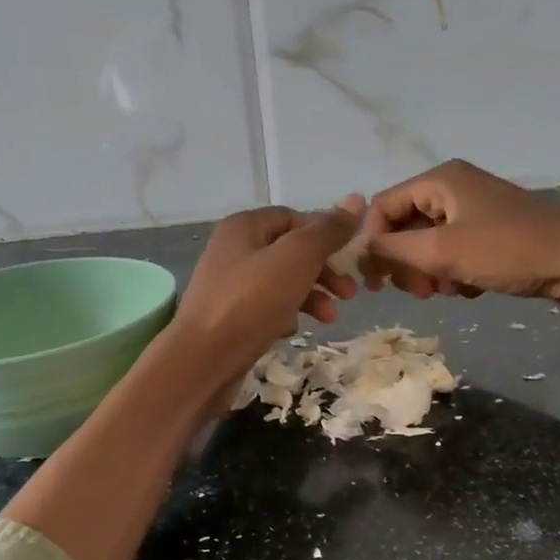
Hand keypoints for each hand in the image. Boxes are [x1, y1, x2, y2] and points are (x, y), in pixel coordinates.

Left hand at [169, 196, 363, 382]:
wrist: (203, 360)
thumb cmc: (251, 301)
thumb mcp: (297, 259)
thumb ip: (327, 231)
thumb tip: (356, 200)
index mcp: (244, 226)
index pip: (295, 218)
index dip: (326, 234)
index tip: (351, 258)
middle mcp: (233, 250)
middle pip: (290, 252)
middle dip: (323, 271)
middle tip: (350, 293)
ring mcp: (229, 286)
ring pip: (282, 282)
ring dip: (311, 296)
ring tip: (329, 318)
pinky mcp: (230, 317)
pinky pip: (266, 308)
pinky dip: (285, 315)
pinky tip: (292, 330)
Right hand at [362, 160, 559, 310]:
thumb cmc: (509, 251)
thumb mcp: (443, 251)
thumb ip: (393, 250)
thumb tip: (361, 251)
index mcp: (440, 180)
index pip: (382, 206)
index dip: (373, 242)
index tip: (376, 281)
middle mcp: (454, 188)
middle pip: (404, 226)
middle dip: (404, 262)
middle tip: (418, 292)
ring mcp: (474, 211)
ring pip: (428, 245)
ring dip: (428, 272)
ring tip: (446, 291)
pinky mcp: (491, 234)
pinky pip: (453, 253)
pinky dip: (452, 273)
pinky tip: (467, 288)